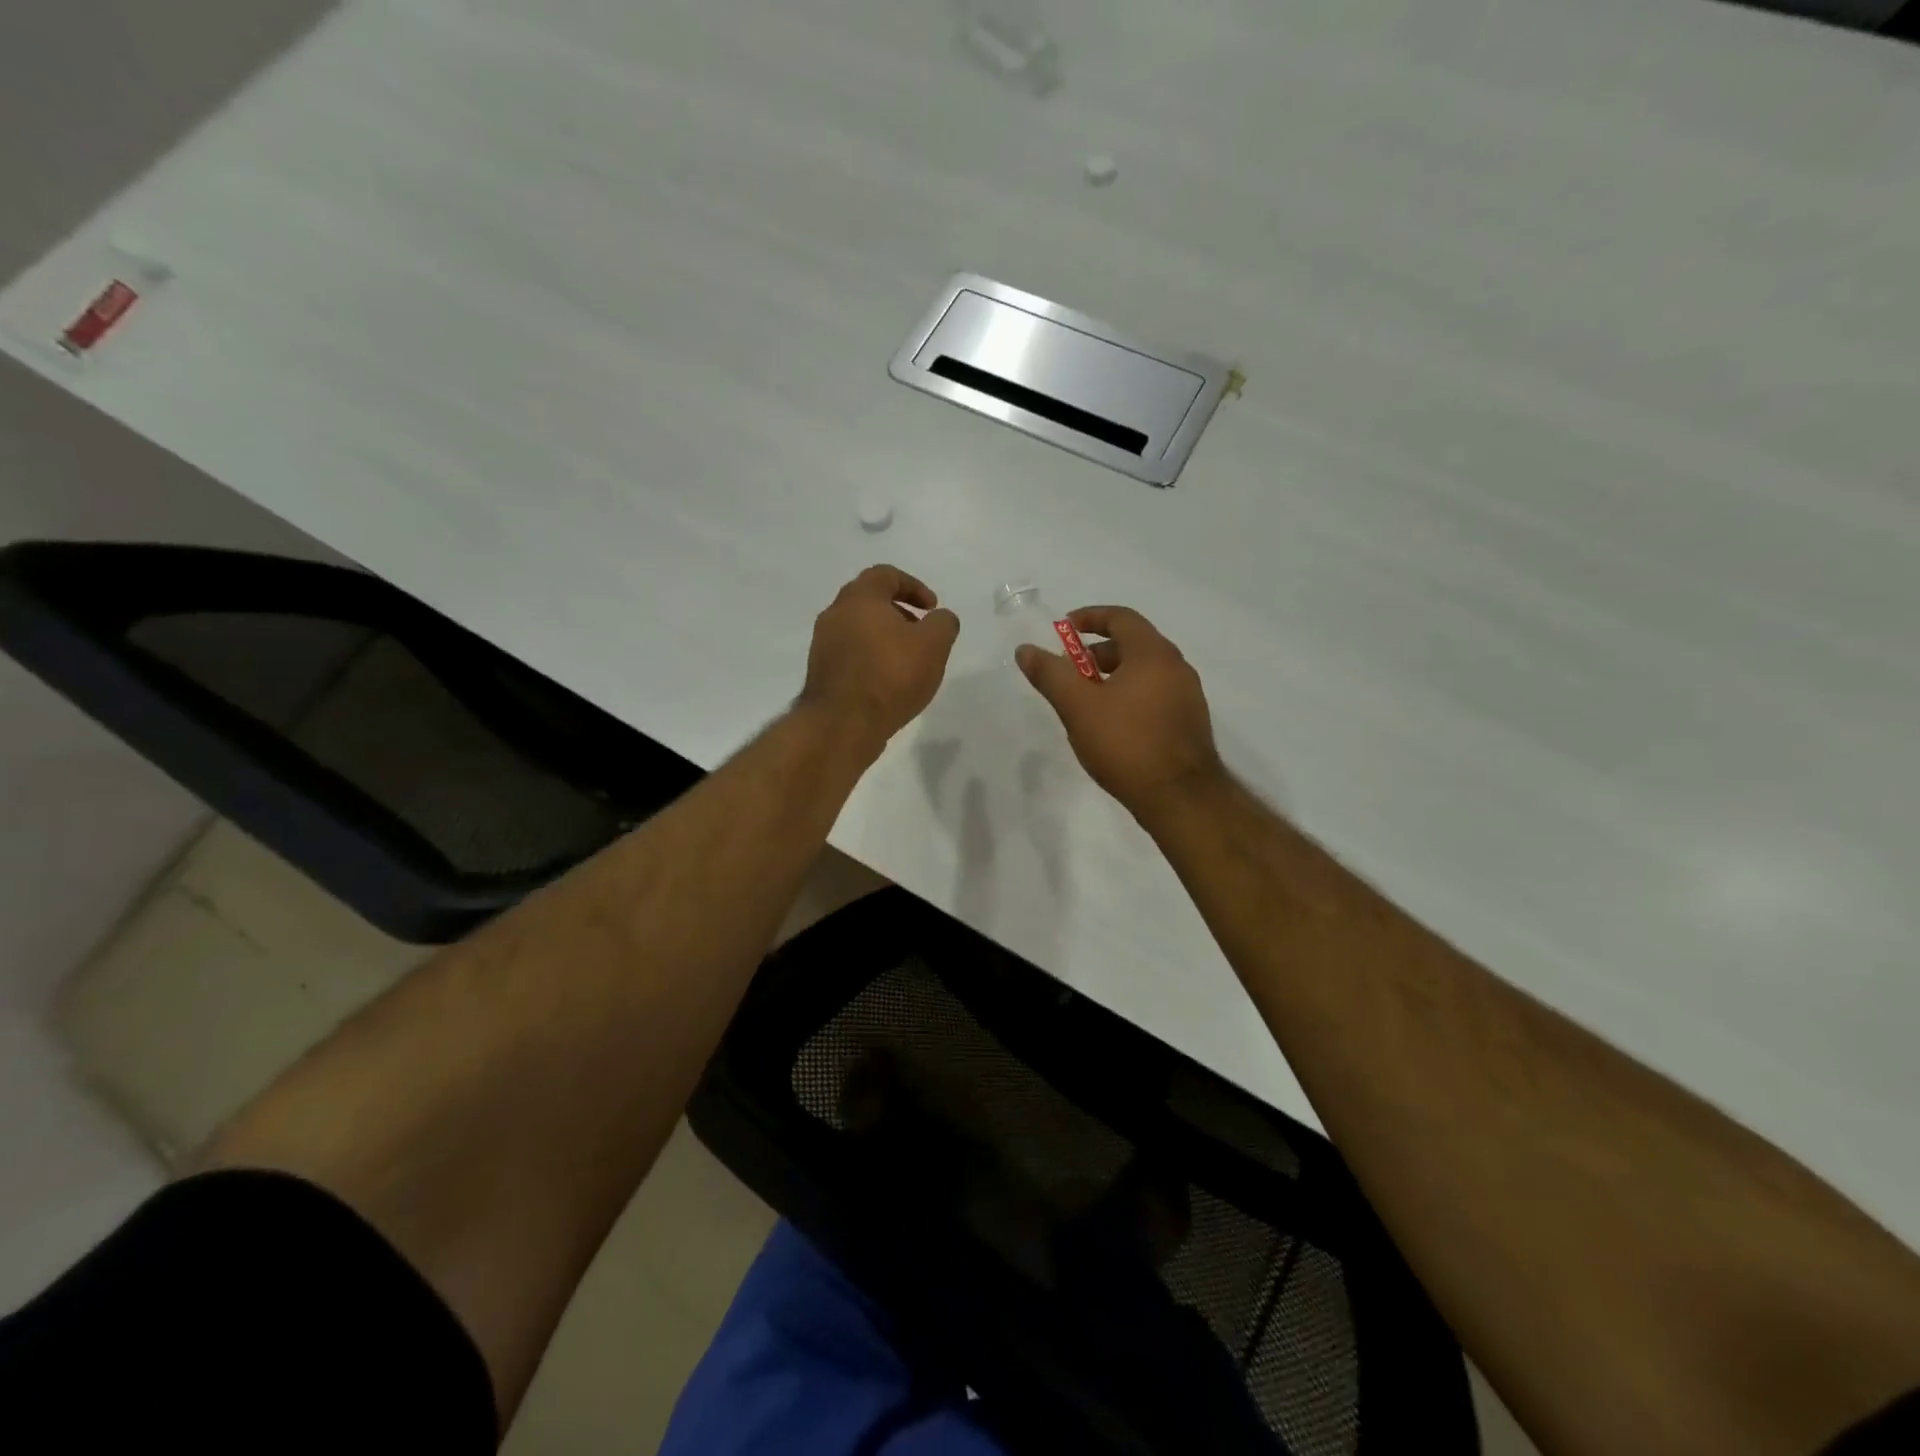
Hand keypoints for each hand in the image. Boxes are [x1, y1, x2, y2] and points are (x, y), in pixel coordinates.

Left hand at [801, 565, 959, 759]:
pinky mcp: (821, 672)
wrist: (843, 724)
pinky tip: (887, 681)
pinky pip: (850, 654)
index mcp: (859, 598)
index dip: (914, 586)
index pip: (885, 575)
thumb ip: (943, 623)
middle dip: (898, 612)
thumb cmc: (891, 675)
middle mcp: (835, 614)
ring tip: (906, 661)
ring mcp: (823, 644)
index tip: (931, 609)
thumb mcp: (934, 645)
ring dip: (883, 637)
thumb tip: (940, 618)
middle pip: (869, 600)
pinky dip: (870, 658)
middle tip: (920, 632)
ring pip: (858, 628)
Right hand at [1016, 605, 1225, 818]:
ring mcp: (1188, 695)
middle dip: (1098, 652)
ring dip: (1114, 675)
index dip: (1090, 617)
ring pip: (1146, 672)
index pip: (1121, 618)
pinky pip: (1156, 694)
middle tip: (1071, 671)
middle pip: (1134, 644)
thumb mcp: (1078, 707)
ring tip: (1087, 701)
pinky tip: (1113, 725)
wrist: (1180, 797)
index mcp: (1153, 653)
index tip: (1064, 629)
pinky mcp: (1190, 722)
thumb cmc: (1126, 744)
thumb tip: (1025, 650)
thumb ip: (1050, 674)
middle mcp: (1177, 667)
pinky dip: (1131, 695)